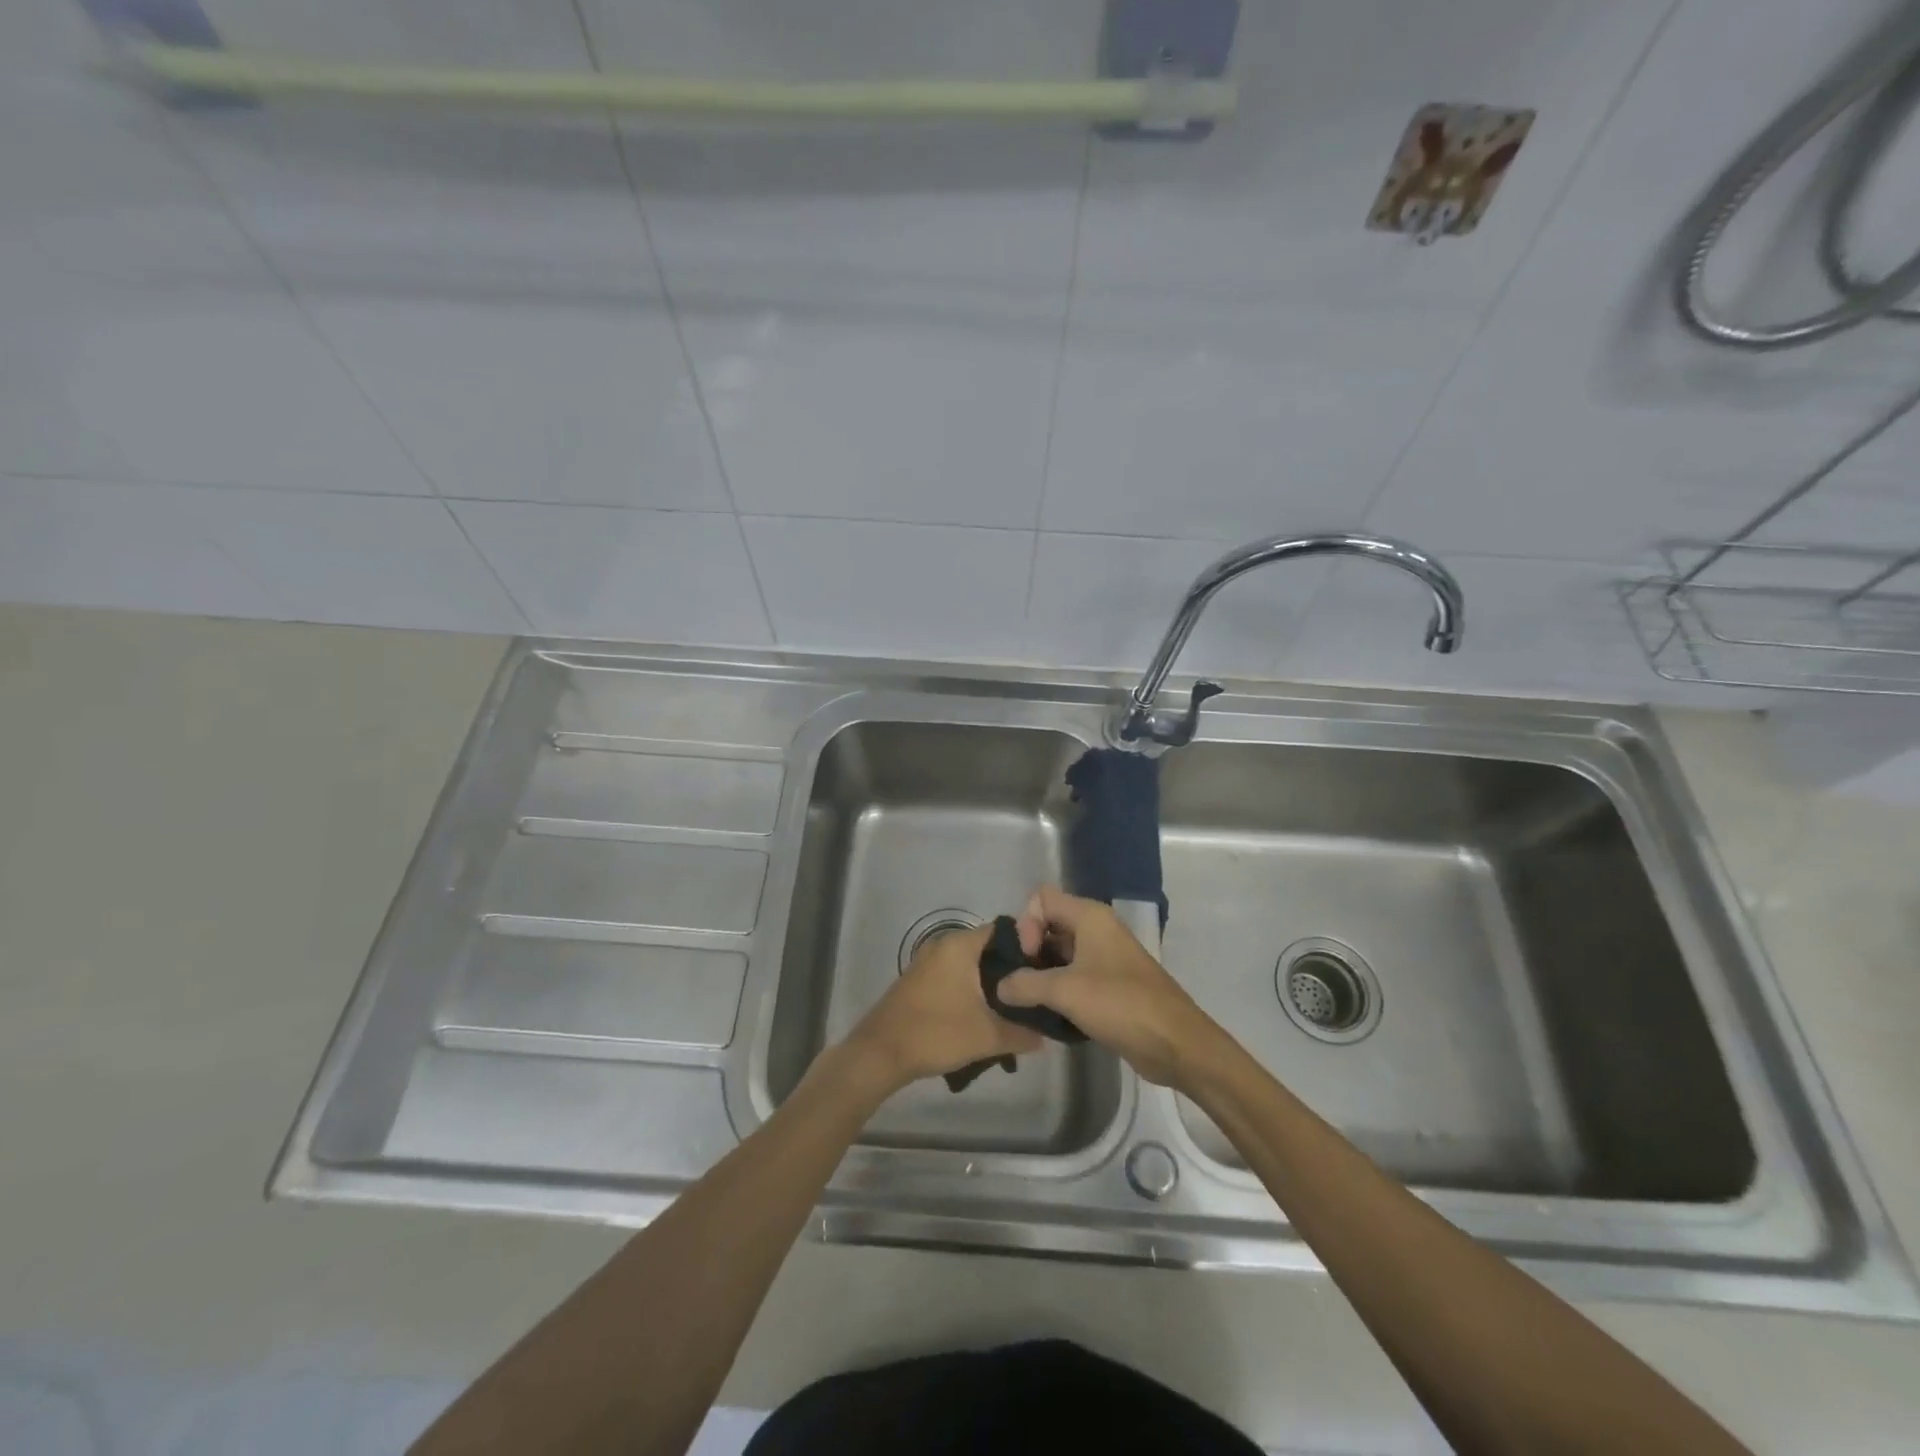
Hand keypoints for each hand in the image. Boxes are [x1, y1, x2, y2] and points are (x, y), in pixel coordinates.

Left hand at [844, 922, 1043, 1090]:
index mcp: (960, 944)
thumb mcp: (987, 1036)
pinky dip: (971, 988)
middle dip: (1012, 970)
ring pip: (971, 964)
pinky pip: (955, 974)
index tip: (1045, 971)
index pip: (1005, 932)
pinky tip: (984, 1012)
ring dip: (991, 982)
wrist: (880, 1052)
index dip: (1029, 949)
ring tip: (1015, 1006)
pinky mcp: (920, 979)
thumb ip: (1022, 1033)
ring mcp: (928, 961)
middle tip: (1034, 992)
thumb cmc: (936, 1033)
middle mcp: (944, 944)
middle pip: (988, 948)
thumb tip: (1046, 1037)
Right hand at [1000, 885, 1221, 1087]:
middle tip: (1020, 985)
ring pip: (1060, 954)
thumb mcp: (1065, 992)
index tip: (1027, 958)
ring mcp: (1105, 957)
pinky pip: (1074, 976)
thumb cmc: (1120, 1004)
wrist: (1176, 1043)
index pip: (1042, 899)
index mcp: (1090, 916)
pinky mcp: (1110, 985)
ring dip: (1041, 974)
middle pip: (1049, 925)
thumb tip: (999, 986)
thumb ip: (1025, 984)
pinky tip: (1048, 1016)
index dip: (1027, 924)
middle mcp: (1097, 929)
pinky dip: (1058, 990)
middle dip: (1029, 951)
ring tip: (1028, 1003)